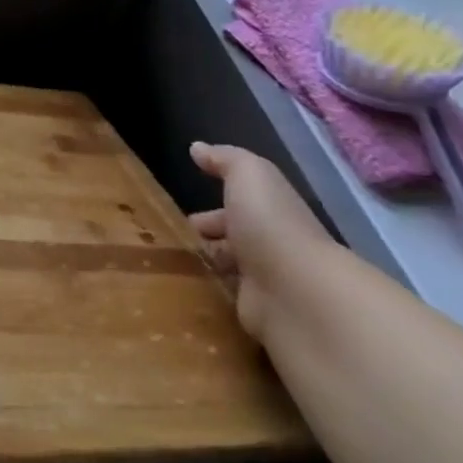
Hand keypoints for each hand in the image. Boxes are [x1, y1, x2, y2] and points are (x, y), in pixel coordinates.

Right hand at [188, 142, 335, 340]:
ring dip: (204, 267)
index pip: (238, 212)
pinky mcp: (256, 315)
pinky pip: (226, 299)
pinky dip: (208, 294)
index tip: (181, 218)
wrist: (295, 290)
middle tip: (169, 243)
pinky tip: (182, 290)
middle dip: (205, 241)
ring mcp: (265, 284)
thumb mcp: (249, 175)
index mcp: (271, 215)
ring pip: (227, 271)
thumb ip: (225, 159)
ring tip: (167, 266)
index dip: (211, 213)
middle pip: (233, 242)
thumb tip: (198, 148)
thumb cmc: (270, 224)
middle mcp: (270, 248)